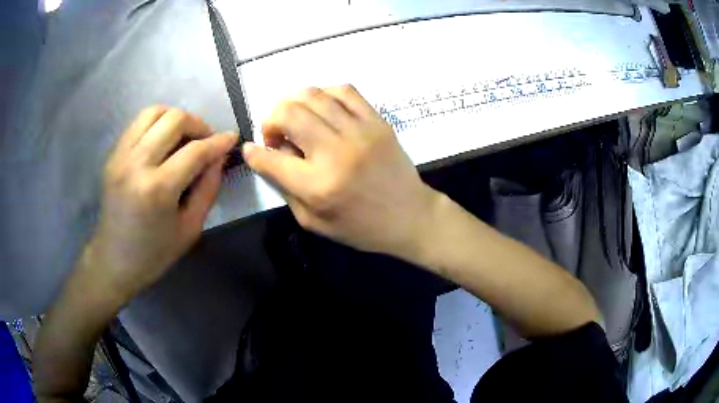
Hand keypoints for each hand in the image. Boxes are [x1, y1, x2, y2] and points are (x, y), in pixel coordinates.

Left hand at [88, 106, 236, 302]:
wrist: (114, 259)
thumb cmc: (154, 253)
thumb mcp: (190, 229)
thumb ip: (208, 189)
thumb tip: (219, 157)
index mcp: (157, 190)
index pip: (195, 151)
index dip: (218, 141)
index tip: (232, 137)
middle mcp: (136, 164)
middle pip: (174, 120)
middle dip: (199, 124)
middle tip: (207, 140)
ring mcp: (121, 156)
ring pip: (154, 111)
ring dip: (176, 117)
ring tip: (185, 135)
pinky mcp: (113, 154)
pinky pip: (139, 122)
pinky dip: (157, 122)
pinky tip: (164, 140)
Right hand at [243, 85, 439, 257]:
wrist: (410, 216)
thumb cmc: (360, 227)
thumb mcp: (313, 221)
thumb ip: (286, 187)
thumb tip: (271, 153)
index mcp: (318, 186)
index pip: (270, 158)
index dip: (253, 152)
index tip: (252, 149)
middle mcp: (336, 152)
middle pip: (289, 114)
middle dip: (271, 119)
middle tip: (276, 134)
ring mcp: (360, 132)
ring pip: (313, 95)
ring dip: (294, 103)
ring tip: (295, 119)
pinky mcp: (378, 121)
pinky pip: (345, 91)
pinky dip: (324, 94)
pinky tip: (322, 108)